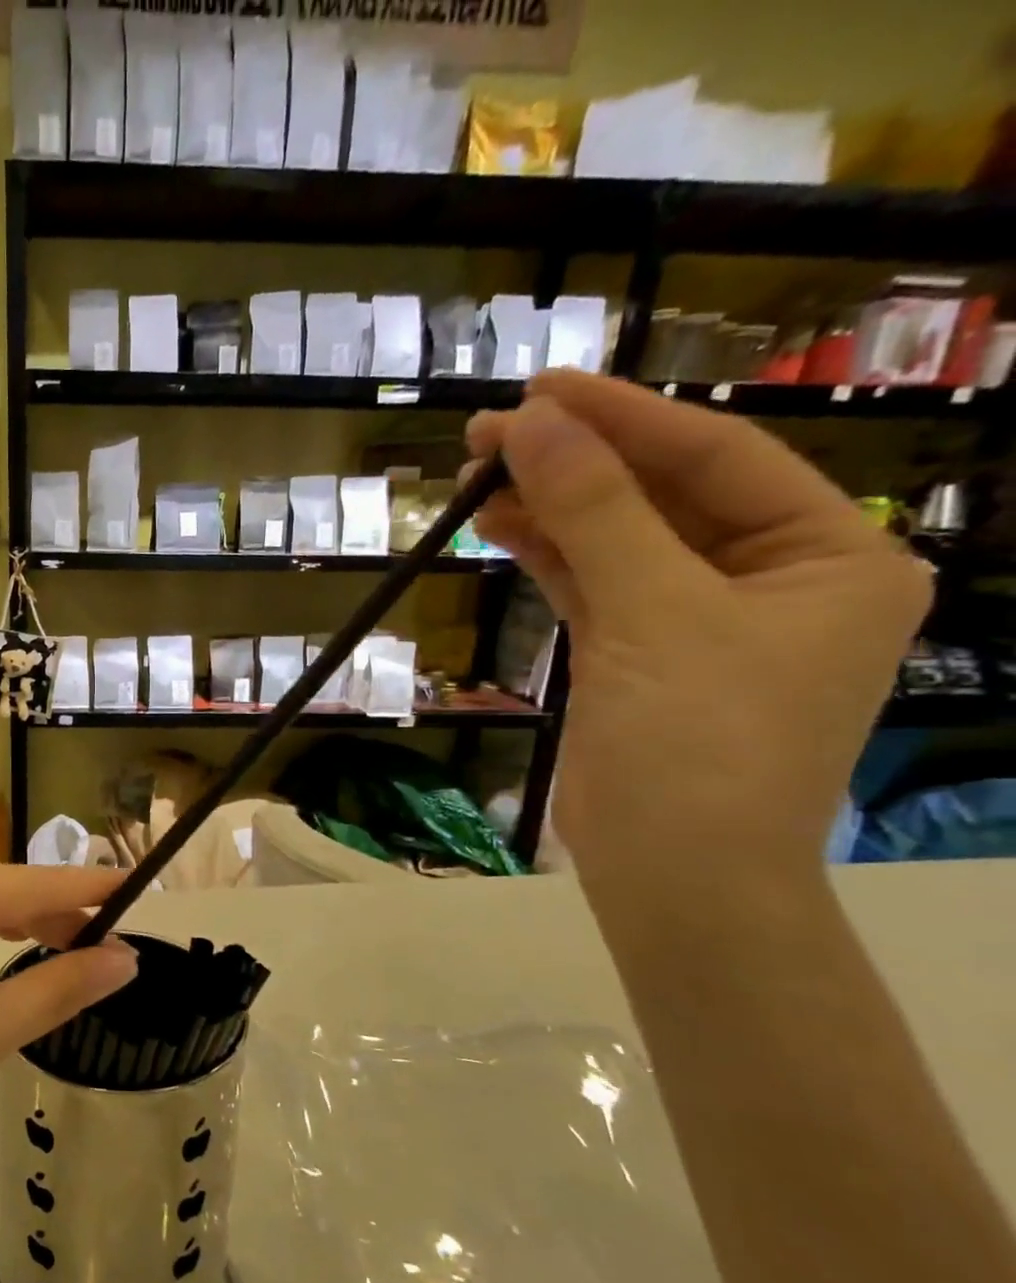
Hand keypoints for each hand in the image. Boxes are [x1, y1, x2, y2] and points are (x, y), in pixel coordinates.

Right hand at [466, 371, 929, 887]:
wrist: (674, 869)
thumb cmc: (697, 740)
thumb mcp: (652, 613)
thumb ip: (595, 512)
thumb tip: (532, 426)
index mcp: (828, 556)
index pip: (716, 459)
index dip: (624, 420)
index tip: (541, 390)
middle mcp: (772, 577)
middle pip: (662, 495)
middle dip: (576, 463)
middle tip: (490, 433)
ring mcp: (699, 618)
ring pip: (619, 540)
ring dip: (552, 507)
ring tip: (478, 474)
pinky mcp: (640, 652)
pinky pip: (594, 584)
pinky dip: (548, 556)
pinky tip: (499, 526)